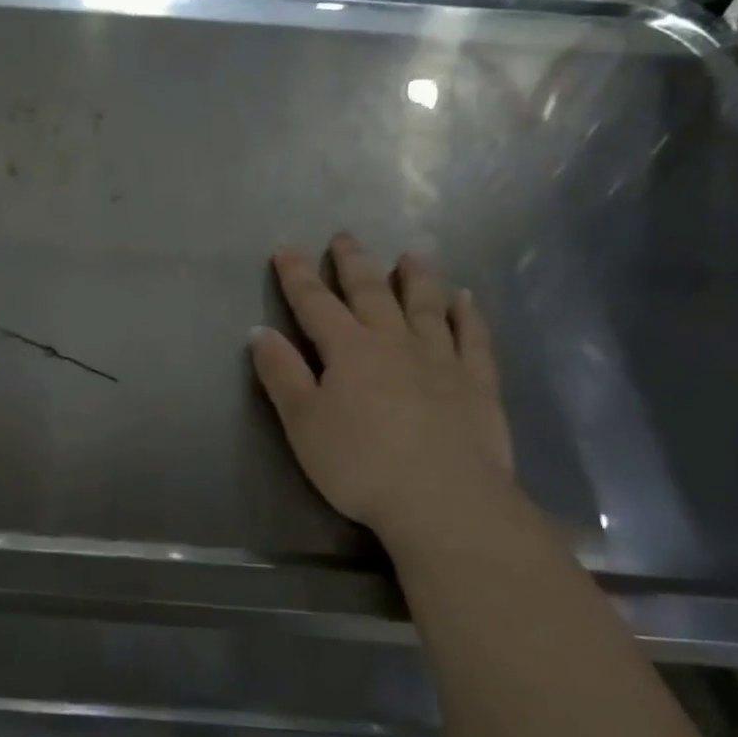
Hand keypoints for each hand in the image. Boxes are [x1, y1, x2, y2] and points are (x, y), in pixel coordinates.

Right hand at [251, 234, 512, 544]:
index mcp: (348, 351)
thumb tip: (260, 331)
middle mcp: (395, 343)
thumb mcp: (303, 423)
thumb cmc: (360, 464)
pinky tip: (466, 300)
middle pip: (371, 294)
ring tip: (413, 253)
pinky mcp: (477, 384)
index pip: (316, 304)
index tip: (286, 249)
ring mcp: (441, 360)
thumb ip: (282, 374)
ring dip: (417, 277)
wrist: (443, 500)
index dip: (298, 277)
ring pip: (426, 307)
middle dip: (354, 264)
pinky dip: (468, 316)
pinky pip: (473, 340)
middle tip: (346, 236)